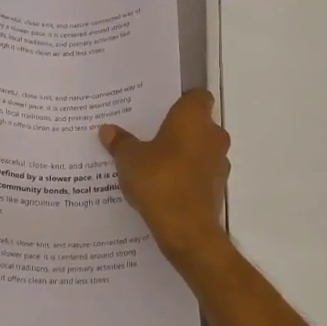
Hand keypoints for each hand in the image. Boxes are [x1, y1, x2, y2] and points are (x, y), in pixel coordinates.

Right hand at [98, 88, 230, 260]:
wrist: (187, 229)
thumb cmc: (159, 180)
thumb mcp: (129, 159)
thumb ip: (120, 142)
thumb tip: (107, 130)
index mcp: (194, 118)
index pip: (196, 96)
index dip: (180, 100)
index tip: (160, 110)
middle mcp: (213, 135)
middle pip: (198, 123)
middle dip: (178, 129)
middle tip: (150, 136)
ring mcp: (219, 163)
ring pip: (200, 149)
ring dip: (183, 154)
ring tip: (153, 163)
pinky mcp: (218, 188)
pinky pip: (200, 173)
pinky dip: (186, 176)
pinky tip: (163, 186)